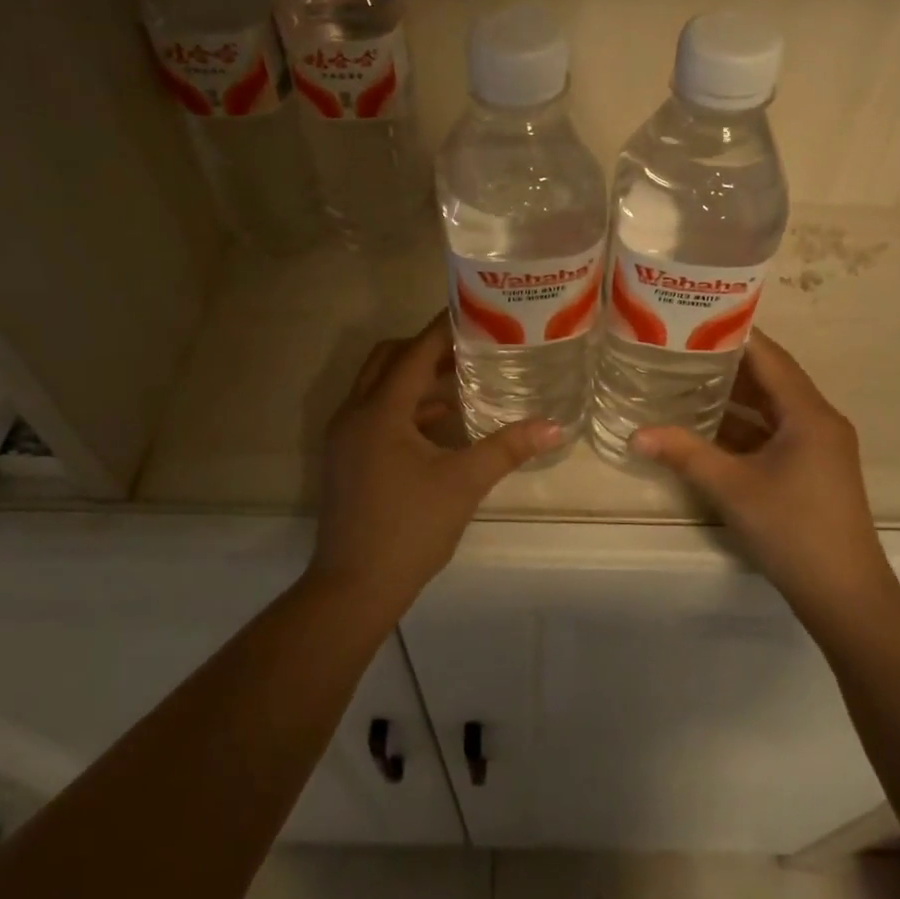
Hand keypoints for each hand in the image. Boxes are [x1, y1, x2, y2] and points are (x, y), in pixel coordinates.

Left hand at [310, 313, 559, 614]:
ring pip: (379, 386)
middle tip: (468, 345)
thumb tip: (554, 426)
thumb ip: (507, 448)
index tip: (474, 311)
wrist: (353, 587)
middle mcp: (355, 413)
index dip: (443, 329)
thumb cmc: (409, 528)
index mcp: (380, 411)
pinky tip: (441, 422)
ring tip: (461, 377)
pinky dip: (405, 407)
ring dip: (414, 377)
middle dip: (425, 347)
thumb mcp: (463, 484)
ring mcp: (345, 437)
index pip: (414, 352)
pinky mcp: (346, 458)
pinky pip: (375, 413)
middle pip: (388, 359)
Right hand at [631, 330, 897, 623]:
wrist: (845, 595)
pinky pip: (773, 431)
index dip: (733, 334)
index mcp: (808, 413)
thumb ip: (684, 454)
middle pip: (770, 377)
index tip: (693, 318)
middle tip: (679, 346)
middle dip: (726, 362)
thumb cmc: (792, 529)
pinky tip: (706, 425)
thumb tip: (635, 434)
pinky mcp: (811, 468)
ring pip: (770, 407)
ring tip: (685, 377)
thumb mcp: (732, 488)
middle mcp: (818, 420)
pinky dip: (742, 425)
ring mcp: (817, 446)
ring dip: (733, 395)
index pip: (768, 356)